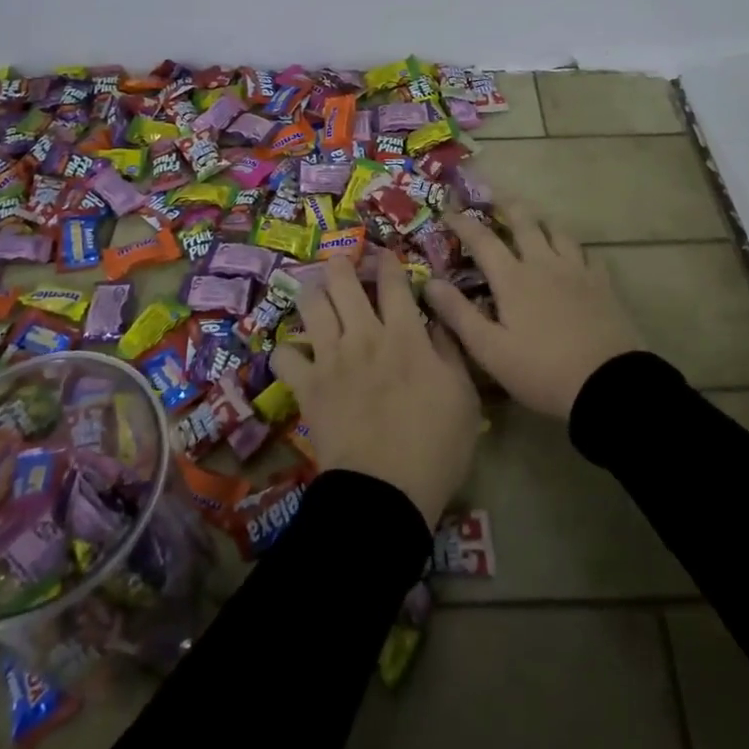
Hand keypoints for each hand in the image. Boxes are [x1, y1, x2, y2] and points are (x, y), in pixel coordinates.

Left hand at [269, 251, 480, 525]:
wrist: (385, 492)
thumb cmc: (436, 446)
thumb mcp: (464, 396)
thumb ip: (450, 350)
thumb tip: (438, 319)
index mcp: (405, 335)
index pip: (393, 282)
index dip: (388, 263)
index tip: (385, 257)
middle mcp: (363, 335)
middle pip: (343, 281)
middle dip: (342, 264)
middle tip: (343, 264)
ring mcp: (330, 358)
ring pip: (311, 305)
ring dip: (313, 293)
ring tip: (317, 294)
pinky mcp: (307, 386)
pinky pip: (284, 355)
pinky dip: (287, 350)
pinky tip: (296, 353)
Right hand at [423, 202, 646, 418]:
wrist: (608, 385)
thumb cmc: (541, 371)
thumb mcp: (490, 350)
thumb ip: (458, 314)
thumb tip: (430, 282)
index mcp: (513, 278)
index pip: (482, 240)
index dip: (462, 222)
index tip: (447, 210)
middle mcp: (544, 264)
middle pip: (525, 222)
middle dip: (507, 205)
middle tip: (496, 197)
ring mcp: (577, 271)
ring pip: (558, 232)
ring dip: (542, 221)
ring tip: (535, 220)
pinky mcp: (603, 285)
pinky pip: (588, 254)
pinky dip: (575, 248)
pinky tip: (575, 255)